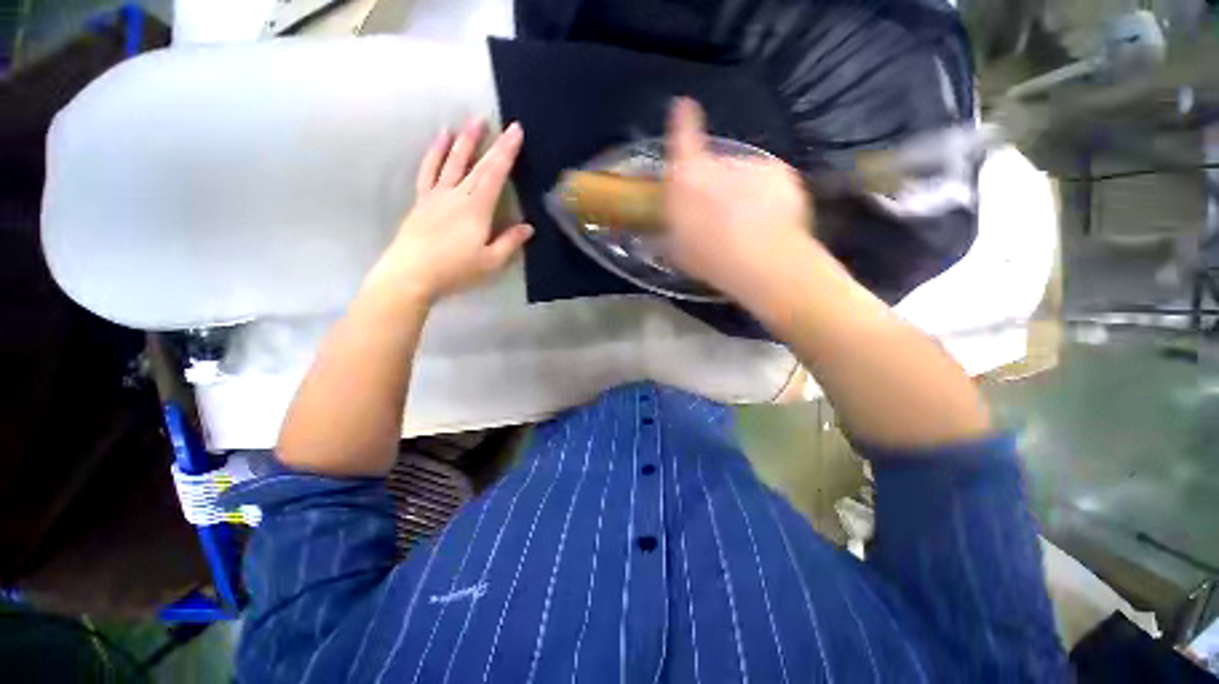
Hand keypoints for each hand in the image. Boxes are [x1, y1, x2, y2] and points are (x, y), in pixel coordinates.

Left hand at [365, 118, 532, 303]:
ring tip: (471, 121)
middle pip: (478, 165)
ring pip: (452, 161)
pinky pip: (429, 170)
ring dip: (464, 140)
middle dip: (492, 143)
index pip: (495, 174)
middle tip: (502, 123)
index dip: (507, 152)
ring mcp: (437, 195)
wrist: (410, 274)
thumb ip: (509, 243)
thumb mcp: (490, 262)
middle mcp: (457, 194)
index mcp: (477, 208)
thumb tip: (528, 227)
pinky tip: (440, 139)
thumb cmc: (455, 271)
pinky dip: (435, 153)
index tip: (516, 131)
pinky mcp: (422, 200)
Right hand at [663, 98, 815, 310]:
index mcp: (688, 179)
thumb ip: (672, 230)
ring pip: (742, 175)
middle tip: (719, 215)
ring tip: (747, 224)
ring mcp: (753, 165)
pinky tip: (768, 221)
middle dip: (714, 183)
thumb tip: (669, 228)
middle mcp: (719, 163)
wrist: (763, 261)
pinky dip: (766, 197)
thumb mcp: (678, 251)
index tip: (683, 105)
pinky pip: (768, 183)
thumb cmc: (711, 258)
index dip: (682, 121)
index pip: (681, 138)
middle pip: (714, 165)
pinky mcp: (781, 173)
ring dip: (741, 192)